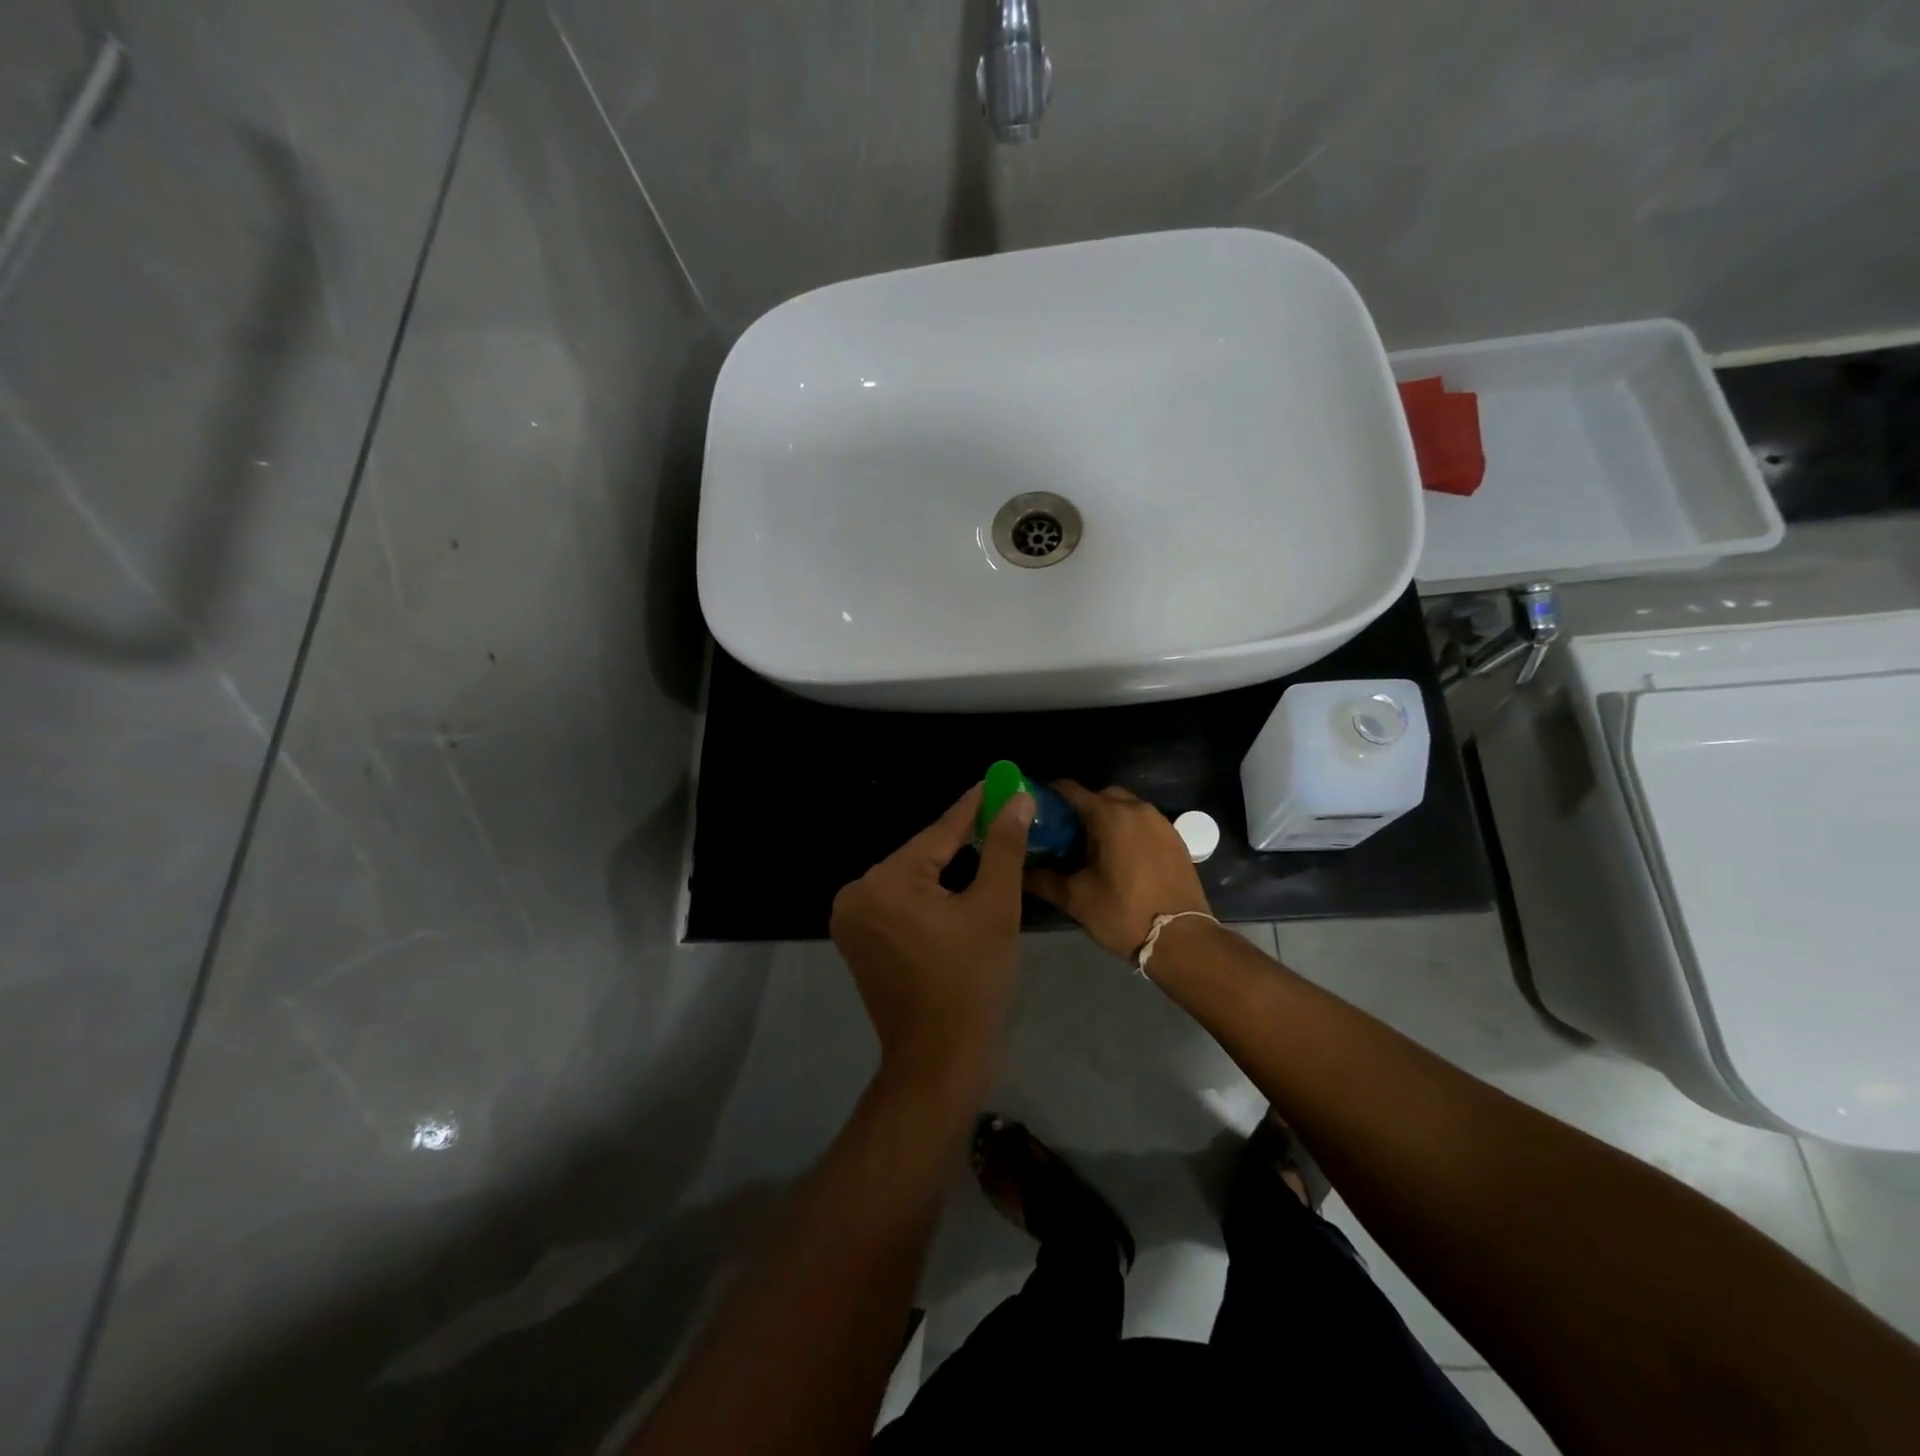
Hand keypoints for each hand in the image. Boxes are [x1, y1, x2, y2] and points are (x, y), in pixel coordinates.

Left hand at [830, 784, 1035, 1090]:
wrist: (939, 1060)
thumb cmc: (973, 982)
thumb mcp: (995, 908)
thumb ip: (1004, 848)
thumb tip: (1016, 800)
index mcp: (886, 881)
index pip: (939, 832)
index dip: (974, 807)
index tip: (998, 782)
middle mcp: (858, 892)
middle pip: (922, 855)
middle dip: (962, 841)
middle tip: (1001, 820)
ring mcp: (851, 918)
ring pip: (911, 878)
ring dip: (945, 868)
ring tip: (987, 850)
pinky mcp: (856, 939)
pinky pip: (899, 901)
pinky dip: (927, 894)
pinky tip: (956, 890)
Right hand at [1026, 782, 1211, 959]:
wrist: (1182, 939)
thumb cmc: (1123, 914)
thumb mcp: (1075, 898)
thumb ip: (1042, 879)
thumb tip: (1017, 871)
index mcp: (1109, 816)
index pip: (1070, 790)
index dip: (1049, 795)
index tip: (1033, 809)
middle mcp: (1136, 809)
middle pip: (1099, 795)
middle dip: (1079, 808)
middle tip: (1062, 834)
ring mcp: (1160, 822)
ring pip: (1124, 807)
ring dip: (1105, 818)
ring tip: (1089, 847)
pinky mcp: (1175, 838)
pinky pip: (1143, 822)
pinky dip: (1127, 830)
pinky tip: (1118, 857)